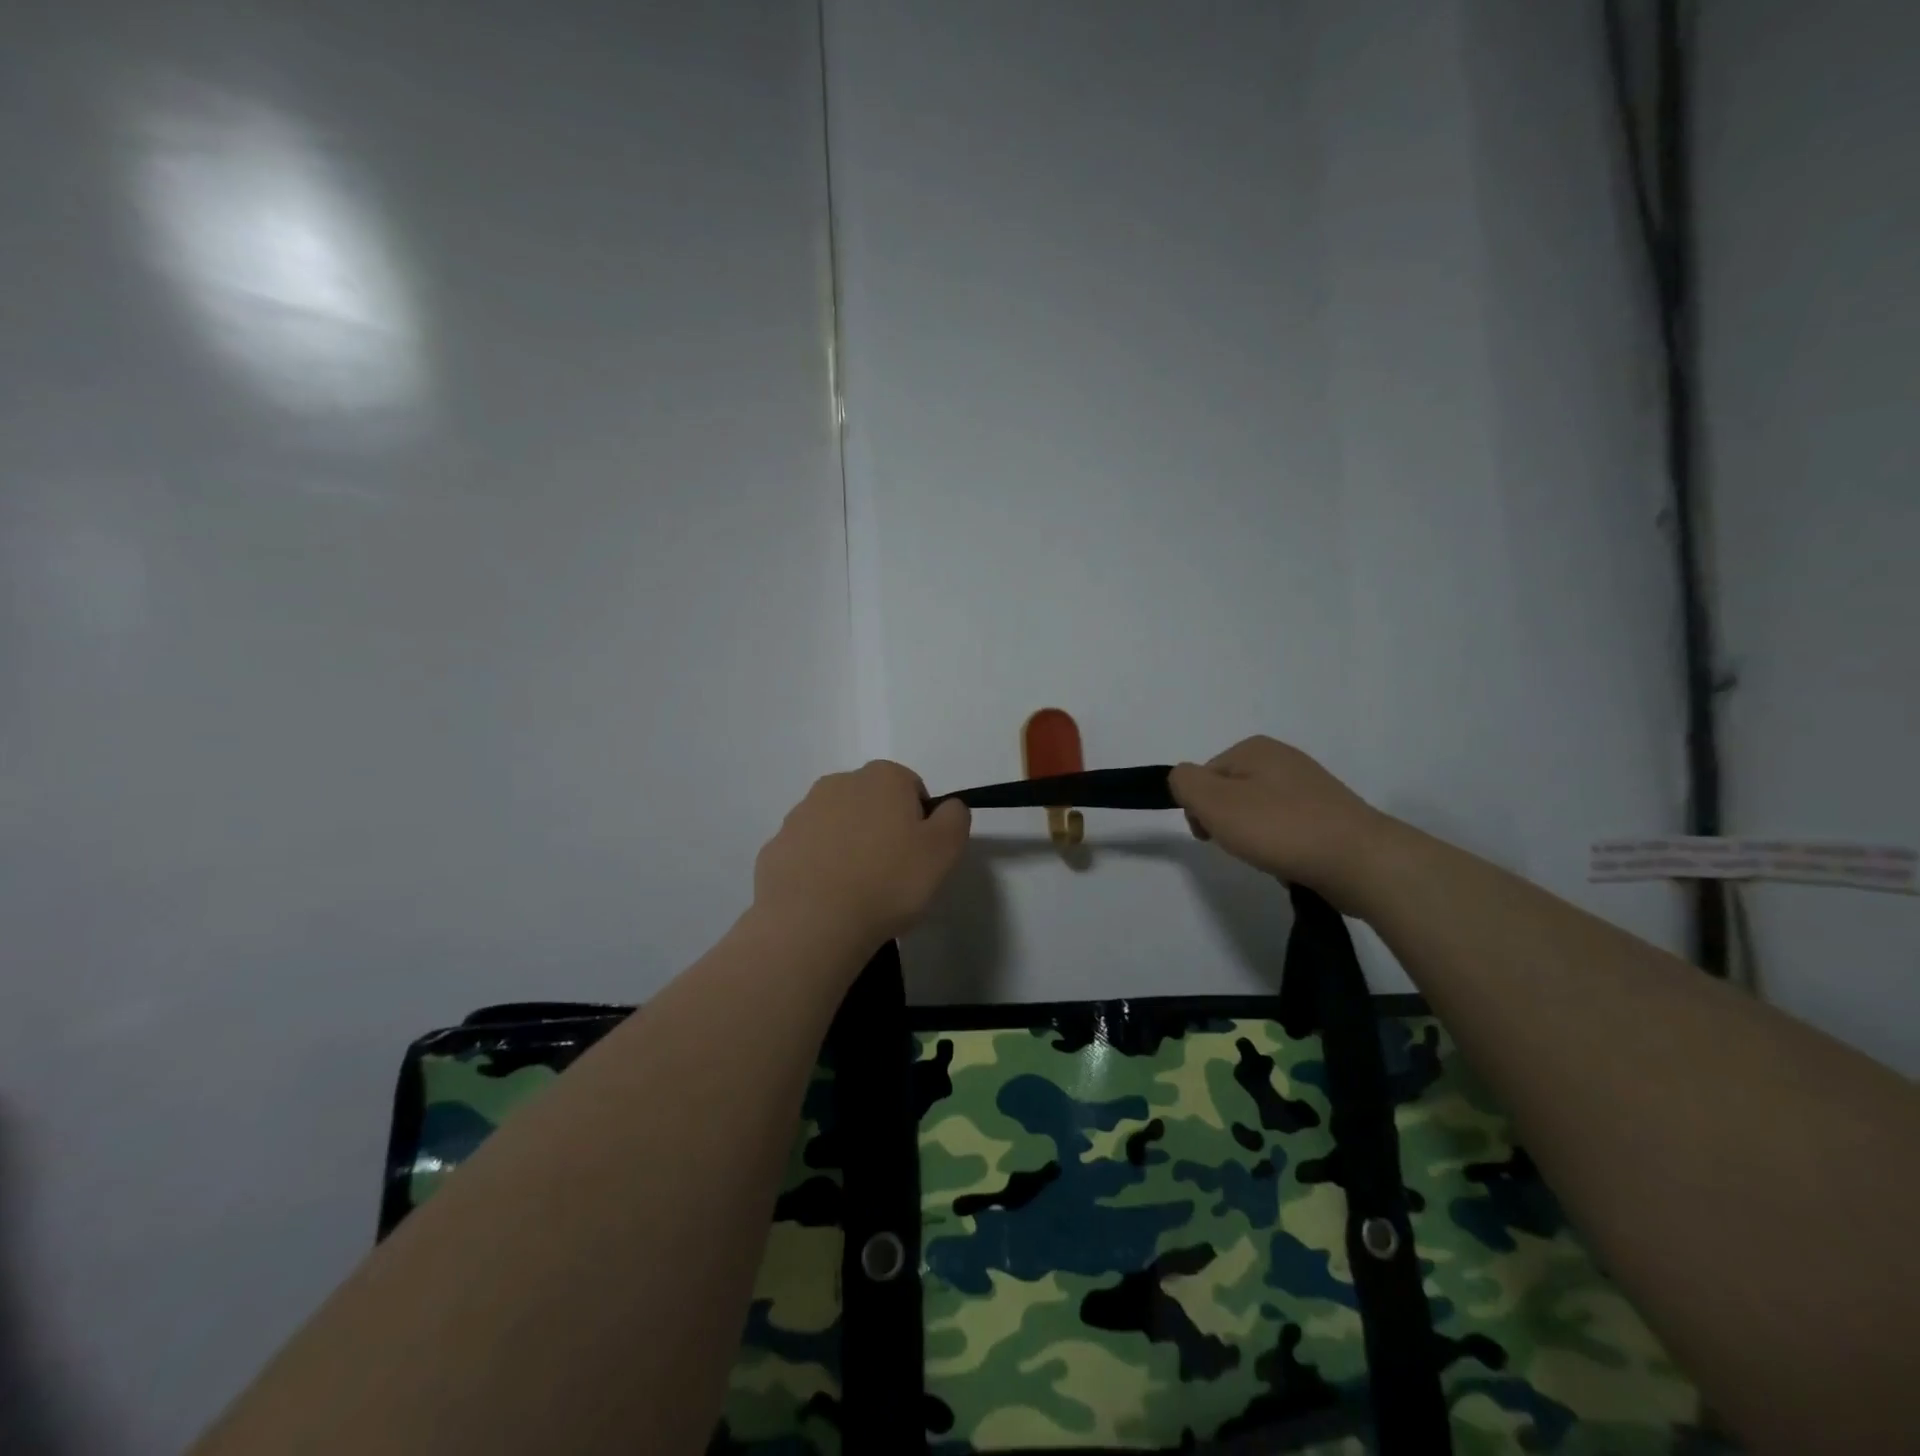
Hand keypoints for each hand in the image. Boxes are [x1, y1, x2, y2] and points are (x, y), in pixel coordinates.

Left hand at [753, 761, 971, 948]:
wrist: (812, 922)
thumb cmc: (888, 881)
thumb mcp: (944, 851)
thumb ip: (955, 818)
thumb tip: (948, 807)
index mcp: (882, 777)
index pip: (911, 788)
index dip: (920, 821)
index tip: (919, 855)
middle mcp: (838, 783)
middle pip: (872, 803)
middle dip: (882, 829)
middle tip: (892, 874)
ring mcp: (801, 814)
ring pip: (837, 825)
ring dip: (849, 847)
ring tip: (858, 891)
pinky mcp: (776, 846)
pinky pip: (808, 852)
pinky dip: (819, 868)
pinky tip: (828, 899)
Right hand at [1170, 737, 1390, 905]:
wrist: (1360, 861)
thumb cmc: (1279, 828)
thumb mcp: (1214, 801)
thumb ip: (1184, 783)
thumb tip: (1183, 780)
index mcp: (1254, 747)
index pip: (1202, 778)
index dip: (1198, 809)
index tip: (1211, 835)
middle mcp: (1283, 758)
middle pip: (1229, 793)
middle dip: (1226, 823)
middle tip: (1242, 846)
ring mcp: (1310, 786)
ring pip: (1256, 813)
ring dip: (1253, 837)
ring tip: (1270, 856)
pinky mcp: (1329, 814)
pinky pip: (1286, 828)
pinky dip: (1281, 846)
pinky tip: (1291, 861)